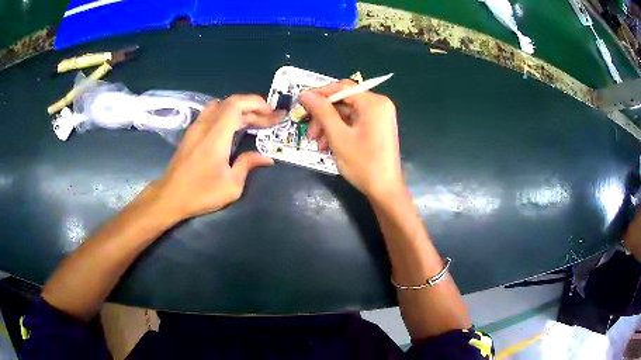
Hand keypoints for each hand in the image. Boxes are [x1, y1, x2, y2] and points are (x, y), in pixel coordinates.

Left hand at [152, 95, 282, 220]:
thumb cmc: (200, 193)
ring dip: (240, 109)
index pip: (237, 104)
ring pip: (220, 106)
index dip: (257, 103)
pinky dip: (227, 114)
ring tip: (254, 121)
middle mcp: (205, 125)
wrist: (170, 197)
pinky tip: (234, 127)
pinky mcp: (191, 133)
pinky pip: (212, 114)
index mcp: (216, 134)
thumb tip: (266, 158)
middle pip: (231, 103)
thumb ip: (247, 164)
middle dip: (254, 108)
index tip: (272, 113)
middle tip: (270, 120)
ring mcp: (196, 127)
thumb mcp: (231, 185)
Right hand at [299, 80, 403, 199]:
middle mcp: (379, 104)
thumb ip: (322, 112)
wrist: (384, 190)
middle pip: (343, 101)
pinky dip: (339, 131)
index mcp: (374, 103)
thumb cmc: (363, 163)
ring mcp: (379, 116)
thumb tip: (305, 93)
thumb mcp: (338, 136)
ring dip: (328, 126)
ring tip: (318, 144)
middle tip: (310, 132)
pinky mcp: (376, 127)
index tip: (301, 104)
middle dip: (323, 116)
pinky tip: (328, 146)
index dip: (320, 94)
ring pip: (345, 113)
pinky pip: (353, 122)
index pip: (342, 87)